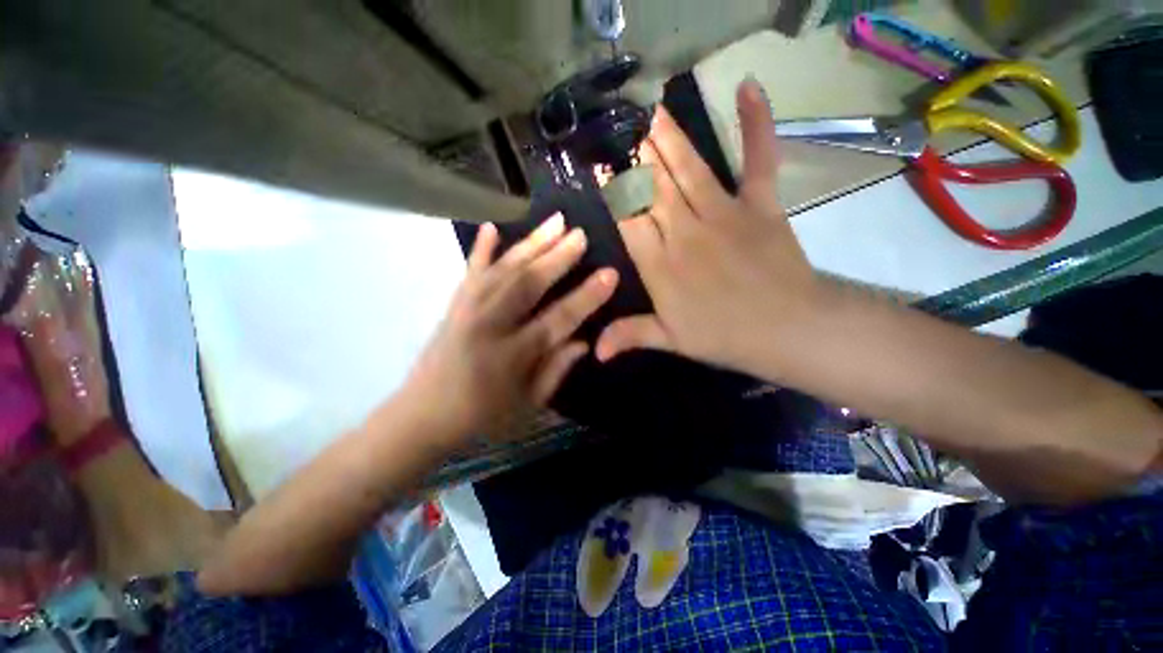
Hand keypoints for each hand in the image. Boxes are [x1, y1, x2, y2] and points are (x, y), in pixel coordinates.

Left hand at [402, 214, 617, 444]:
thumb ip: (556, 371)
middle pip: (528, 284)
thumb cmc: (482, 417)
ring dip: (531, 243)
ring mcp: (467, 311)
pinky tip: (491, 227)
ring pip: (504, 270)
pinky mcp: (453, 306)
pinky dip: (481, 248)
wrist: (421, 416)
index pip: (557, 320)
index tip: (610, 274)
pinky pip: (470, 271)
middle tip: (581, 233)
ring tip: (554, 221)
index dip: (586, 297)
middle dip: (558, 257)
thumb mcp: (528, 405)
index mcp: (512, 357)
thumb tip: (583, 341)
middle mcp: (489, 327)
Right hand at [595, 79, 820, 376]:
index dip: (614, 194)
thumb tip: (593, 351)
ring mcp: (724, 214)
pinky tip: (749, 87)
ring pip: (689, 169)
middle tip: (624, 131)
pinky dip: (756, 123)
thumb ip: (629, 336)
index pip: (629, 220)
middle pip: (654, 189)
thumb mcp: (670, 341)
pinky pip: (757, 159)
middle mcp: (685, 232)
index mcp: (661, 265)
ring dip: (669, 139)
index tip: (602, 170)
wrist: (788, 330)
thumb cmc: (723, 337)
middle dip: (637, 159)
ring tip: (653, 114)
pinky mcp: (760, 205)